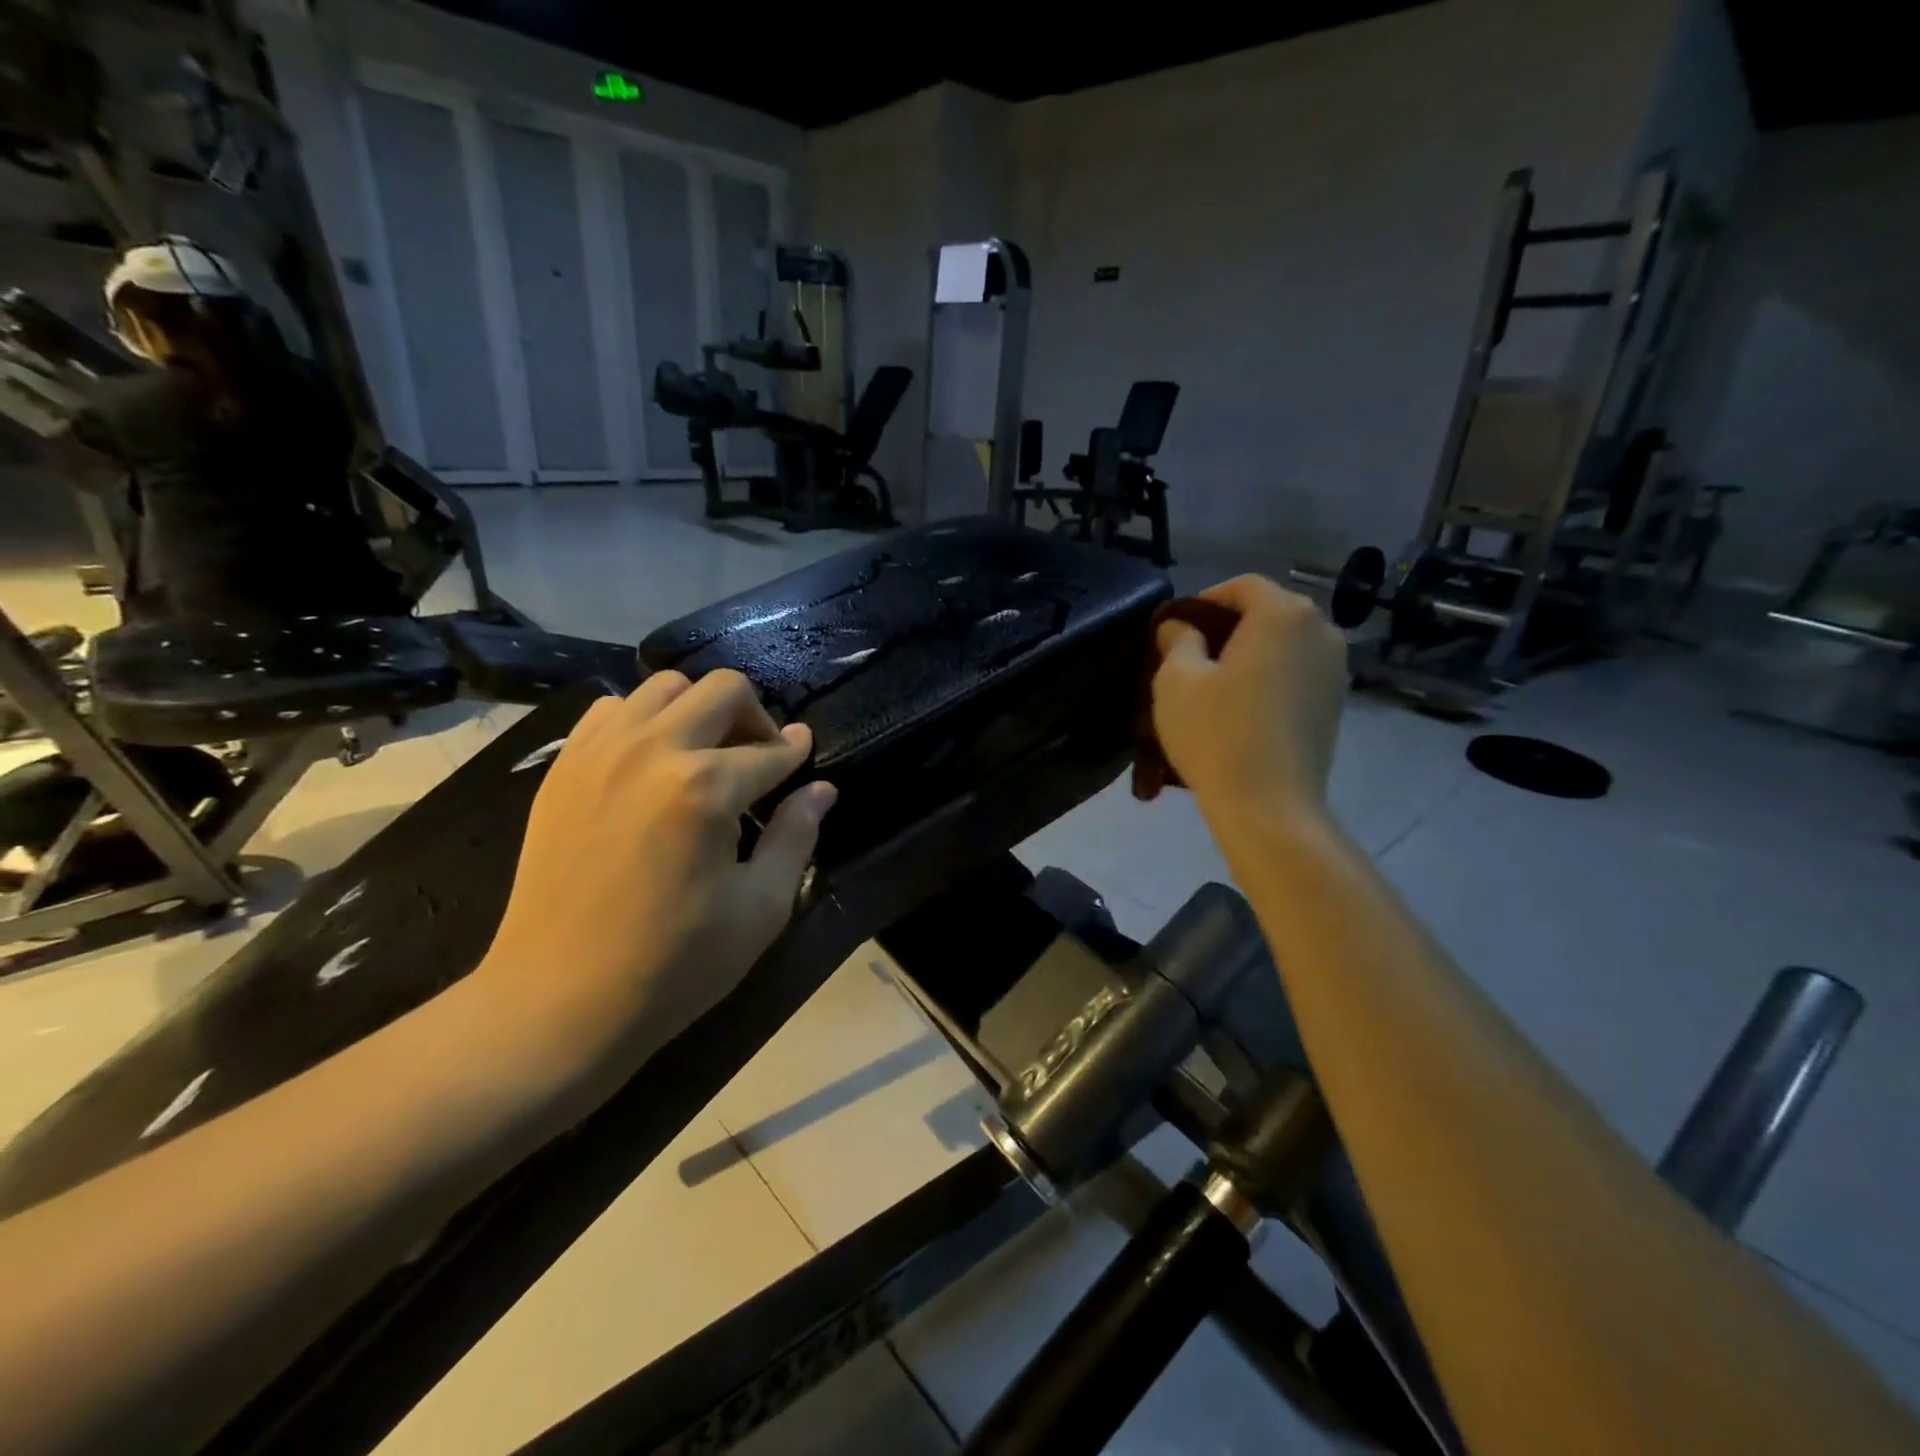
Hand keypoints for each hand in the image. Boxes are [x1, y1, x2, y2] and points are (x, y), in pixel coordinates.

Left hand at [475, 670, 836, 1092]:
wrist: (557, 1001)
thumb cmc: (674, 964)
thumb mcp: (760, 908)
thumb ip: (797, 836)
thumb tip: (821, 789)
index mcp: (707, 787)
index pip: (771, 749)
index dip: (796, 751)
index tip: (804, 753)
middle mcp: (653, 750)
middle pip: (722, 689)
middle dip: (754, 716)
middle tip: (759, 759)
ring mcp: (600, 753)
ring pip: (664, 687)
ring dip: (698, 711)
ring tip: (704, 757)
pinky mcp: (563, 768)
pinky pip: (611, 710)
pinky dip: (643, 720)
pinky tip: (651, 764)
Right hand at [1150, 576, 1346, 827]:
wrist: (1270, 807)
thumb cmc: (1217, 734)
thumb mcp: (1175, 681)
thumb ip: (1177, 640)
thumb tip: (1181, 628)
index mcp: (1284, 614)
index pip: (1242, 586)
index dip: (1204, 600)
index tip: (1176, 629)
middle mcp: (1321, 631)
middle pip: (1267, 613)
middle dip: (1227, 628)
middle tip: (1190, 658)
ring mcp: (1336, 669)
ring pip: (1283, 645)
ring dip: (1249, 655)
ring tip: (1214, 687)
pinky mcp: (1336, 704)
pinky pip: (1296, 674)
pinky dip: (1269, 679)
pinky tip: (1241, 711)